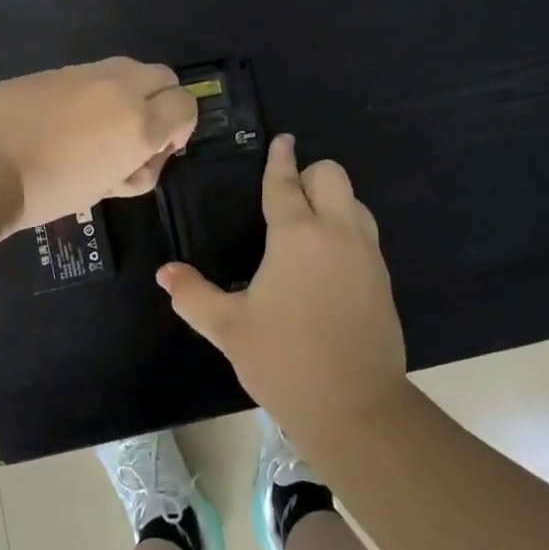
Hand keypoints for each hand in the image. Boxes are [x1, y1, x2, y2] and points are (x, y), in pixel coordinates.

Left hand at [0, 57, 197, 235]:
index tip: (162, 148)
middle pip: (163, 76)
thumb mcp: (104, 189)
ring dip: (127, 93)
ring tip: (97, 129)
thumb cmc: (48, 190)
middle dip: (161, 102)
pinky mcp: (54, 69)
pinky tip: (61, 121)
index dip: (182, 127)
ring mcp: (84, 72)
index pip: (186, 104)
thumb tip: (141, 153)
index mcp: (139, 121)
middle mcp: (120, 87)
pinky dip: (90, 92)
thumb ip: (135, 166)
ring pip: (126, 70)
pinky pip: (88, 75)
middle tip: (136, 134)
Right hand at [158, 135, 407, 437]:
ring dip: (332, 200)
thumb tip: (165, 273)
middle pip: (332, 175)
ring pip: (355, 201)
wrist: (357, 409)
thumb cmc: (285, 361)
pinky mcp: (383, 278)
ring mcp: (366, 254)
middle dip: (310, 174)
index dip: (280, 159)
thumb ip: (194, 295)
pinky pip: (365, 232)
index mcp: (297, 235)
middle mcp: (336, 232)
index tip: (282, 140)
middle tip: (288, 198)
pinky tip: (326, 263)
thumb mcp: (230, 329)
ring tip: (307, 228)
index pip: (286, 183)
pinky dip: (346, 229)